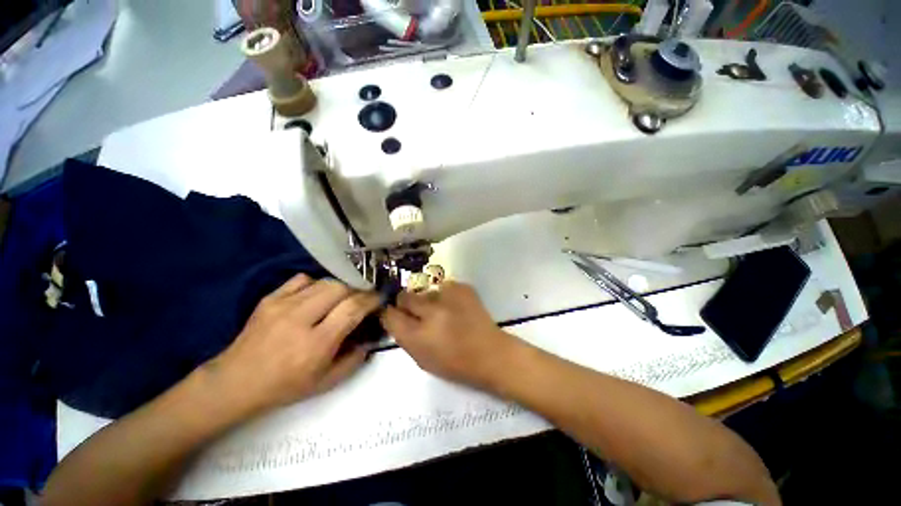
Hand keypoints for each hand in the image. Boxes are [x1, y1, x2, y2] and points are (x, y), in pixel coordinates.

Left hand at [206, 274, 380, 413]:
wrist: (236, 382)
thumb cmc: (285, 386)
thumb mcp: (327, 382)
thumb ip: (355, 359)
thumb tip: (369, 336)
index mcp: (316, 343)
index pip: (353, 309)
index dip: (371, 300)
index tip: (379, 299)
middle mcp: (300, 319)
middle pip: (340, 288)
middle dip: (357, 291)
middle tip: (360, 300)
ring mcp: (282, 305)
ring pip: (324, 282)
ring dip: (340, 288)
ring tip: (340, 299)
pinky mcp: (270, 298)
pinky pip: (303, 279)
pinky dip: (316, 284)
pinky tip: (315, 297)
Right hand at [380, 282, 518, 388]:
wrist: (490, 353)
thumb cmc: (455, 363)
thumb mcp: (421, 359)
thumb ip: (404, 337)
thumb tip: (395, 317)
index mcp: (417, 335)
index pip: (390, 314)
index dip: (390, 313)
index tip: (395, 314)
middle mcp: (430, 311)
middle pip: (404, 296)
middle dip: (406, 303)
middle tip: (418, 312)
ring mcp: (448, 296)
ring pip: (425, 291)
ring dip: (428, 300)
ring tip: (442, 311)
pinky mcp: (462, 287)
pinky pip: (443, 287)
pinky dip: (445, 296)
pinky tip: (455, 306)